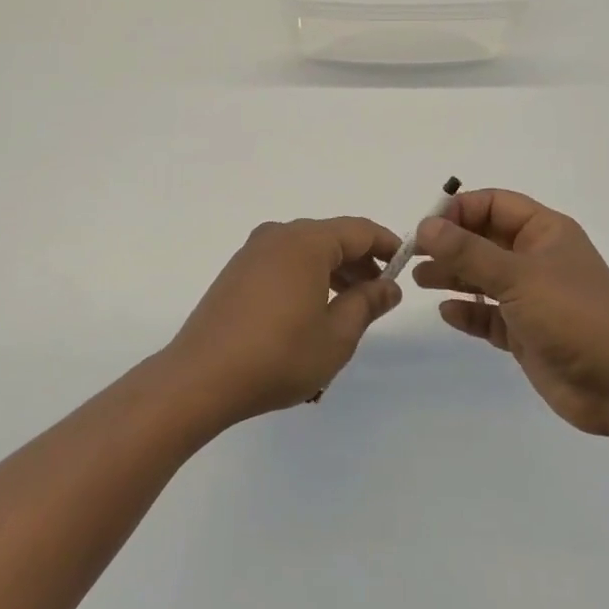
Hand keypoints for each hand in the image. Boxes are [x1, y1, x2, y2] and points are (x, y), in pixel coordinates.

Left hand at [165, 217, 402, 424]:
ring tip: (349, 307)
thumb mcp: (336, 335)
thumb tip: (389, 285)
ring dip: (333, 271)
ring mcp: (253, 252)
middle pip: (331, 237)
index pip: (359, 230)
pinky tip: (311, 310)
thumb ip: (367, 303)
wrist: (200, 378)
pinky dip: (306, 276)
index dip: (387, 245)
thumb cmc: (278, 356)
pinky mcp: (236, 271)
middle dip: (360, 261)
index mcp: (306, 241)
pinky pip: (283, 262)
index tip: (407, 265)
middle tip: (380, 295)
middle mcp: (278, 235)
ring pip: (306, 250)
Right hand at [415, 190, 608, 436]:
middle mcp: (537, 258)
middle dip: (449, 244)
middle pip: (484, 239)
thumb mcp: (516, 276)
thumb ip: (468, 251)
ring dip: (452, 275)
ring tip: (419, 279)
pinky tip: (448, 313)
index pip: (494, 205)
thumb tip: (425, 226)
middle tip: (412, 254)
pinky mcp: (526, 332)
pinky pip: (489, 314)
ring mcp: (532, 297)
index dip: (459, 210)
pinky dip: (468, 311)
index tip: (427, 228)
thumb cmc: (572, 316)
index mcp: (545, 232)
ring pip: (483, 277)